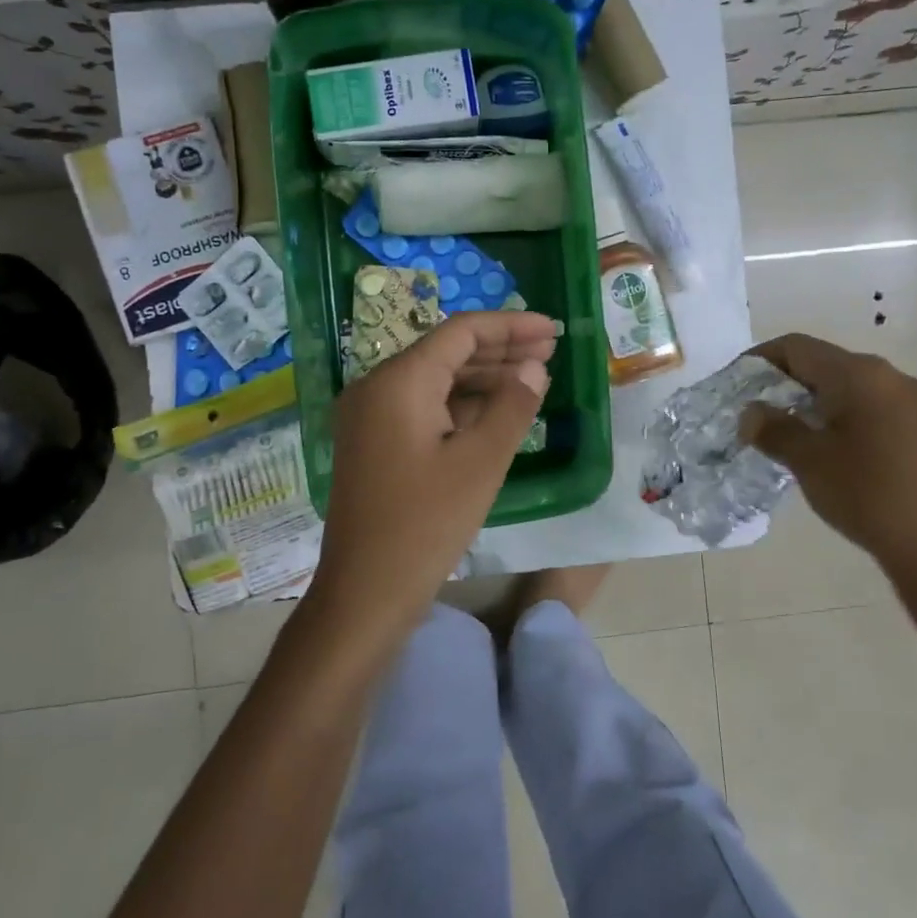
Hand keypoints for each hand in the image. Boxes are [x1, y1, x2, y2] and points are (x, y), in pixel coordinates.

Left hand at [310, 310, 555, 642]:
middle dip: (500, 349)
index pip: (460, 332)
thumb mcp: (481, 462)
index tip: (552, 328)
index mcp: (398, 381)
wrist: (364, 591)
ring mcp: (370, 416)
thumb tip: (534, 367)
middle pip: (446, 352)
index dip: (510, 326)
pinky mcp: (374, 442)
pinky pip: (423, 407)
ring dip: (483, 377)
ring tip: (534, 377)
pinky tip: (497, 411)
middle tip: (551, 350)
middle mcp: (376, 387)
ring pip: (435, 380)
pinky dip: (460, 405)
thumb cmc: (426, 523)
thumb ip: (512, 406)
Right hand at [741, 334, 916, 581]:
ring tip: (793, 437)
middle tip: (759, 415)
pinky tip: (836, 454)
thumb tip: (752, 413)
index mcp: (861, 375)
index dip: (760, 360)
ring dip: (818, 404)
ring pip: (854, 390)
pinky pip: (877, 410)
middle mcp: (895, 377)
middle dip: (788, 385)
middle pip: (827, 365)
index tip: (735, 385)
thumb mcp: (808, 461)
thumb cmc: (869, 495)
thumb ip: (774, 429)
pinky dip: (847, 420)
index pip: (798, 347)